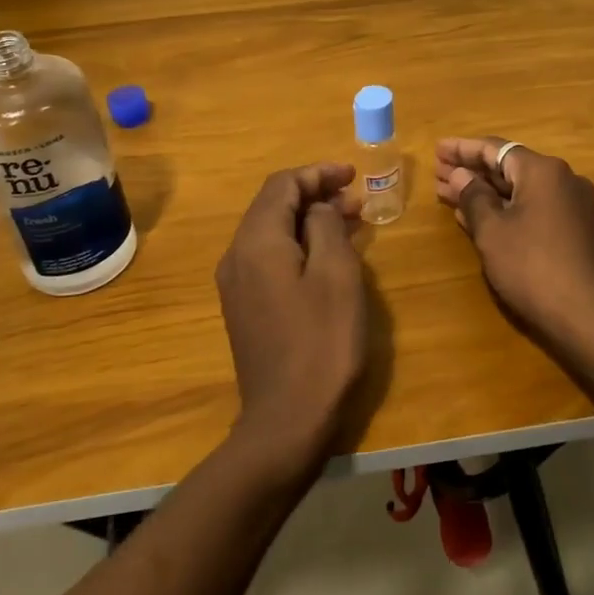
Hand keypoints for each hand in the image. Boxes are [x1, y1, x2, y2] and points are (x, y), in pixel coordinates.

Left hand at [214, 163, 369, 478]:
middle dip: (315, 195)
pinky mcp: (244, 308)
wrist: (286, 421)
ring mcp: (237, 285)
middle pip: (273, 206)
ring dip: (308, 220)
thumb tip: (318, 209)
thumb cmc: (321, 343)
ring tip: (350, 223)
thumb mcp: (337, 275)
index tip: (353, 175)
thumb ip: (326, 227)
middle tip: (357, 200)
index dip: (318, 173)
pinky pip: (270, 259)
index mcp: (256, 242)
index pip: (282, 185)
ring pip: (272, 233)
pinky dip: (299, 245)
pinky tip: (327, 257)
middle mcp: (237, 256)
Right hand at [434, 137, 593, 360]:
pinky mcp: (576, 230)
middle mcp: (562, 180)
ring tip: (449, 194)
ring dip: (486, 192)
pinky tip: (479, 218)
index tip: (437, 149)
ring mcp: (573, 205)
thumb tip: (461, 175)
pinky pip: (533, 208)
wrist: (587, 315)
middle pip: (509, 167)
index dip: (463, 149)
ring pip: (520, 190)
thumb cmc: (532, 266)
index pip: (495, 148)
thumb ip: (473, 197)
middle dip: (472, 171)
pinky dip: (505, 208)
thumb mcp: (492, 231)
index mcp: (543, 171)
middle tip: (438, 173)